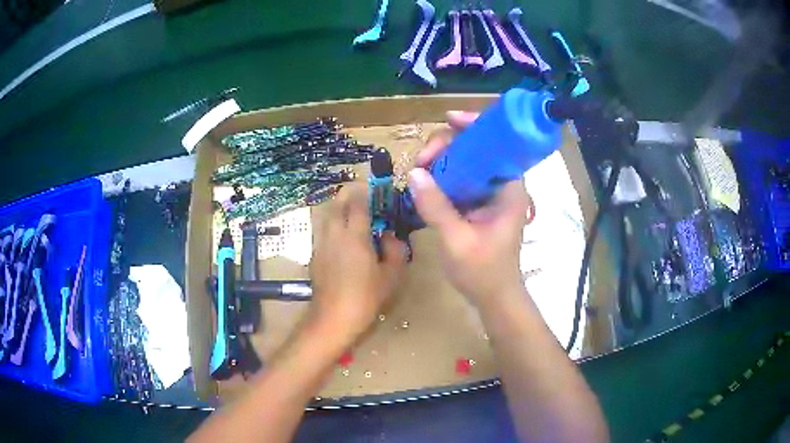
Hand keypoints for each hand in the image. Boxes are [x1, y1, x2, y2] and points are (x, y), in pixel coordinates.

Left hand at [309, 184, 406, 341]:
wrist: (333, 318)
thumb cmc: (366, 298)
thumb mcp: (391, 276)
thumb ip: (394, 250)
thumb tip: (389, 235)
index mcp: (355, 236)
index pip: (357, 203)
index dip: (365, 192)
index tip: (375, 189)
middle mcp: (334, 234)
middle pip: (337, 203)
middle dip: (349, 194)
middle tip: (364, 198)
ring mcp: (321, 244)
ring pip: (326, 215)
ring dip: (339, 208)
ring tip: (353, 215)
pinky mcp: (314, 255)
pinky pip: (323, 230)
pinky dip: (332, 224)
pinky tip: (343, 238)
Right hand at [408, 111, 530, 307]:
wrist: (494, 297)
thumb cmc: (483, 273)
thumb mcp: (456, 240)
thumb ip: (436, 207)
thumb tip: (413, 174)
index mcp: (508, 189)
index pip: (497, 143)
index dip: (475, 126)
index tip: (449, 119)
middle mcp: (501, 185)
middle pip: (476, 148)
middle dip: (447, 145)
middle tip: (420, 162)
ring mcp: (488, 193)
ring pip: (465, 162)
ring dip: (440, 160)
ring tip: (417, 172)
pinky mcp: (477, 203)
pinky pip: (459, 179)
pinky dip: (441, 176)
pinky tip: (423, 181)